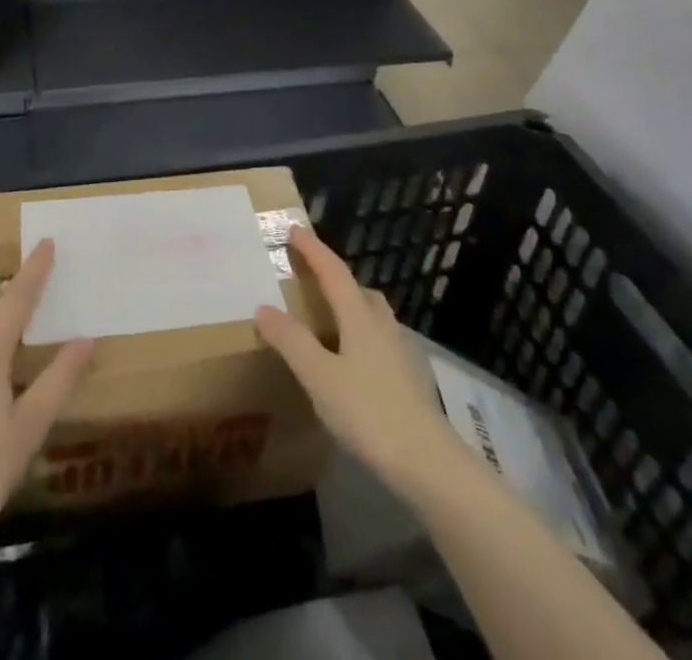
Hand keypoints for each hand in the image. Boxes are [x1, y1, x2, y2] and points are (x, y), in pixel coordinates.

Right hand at [255, 223, 471, 508]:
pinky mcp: (407, 377)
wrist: (427, 462)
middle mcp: (381, 324)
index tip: (294, 229)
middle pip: (356, 288)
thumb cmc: (369, 412)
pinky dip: (358, 332)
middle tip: (308, 273)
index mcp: (359, 316)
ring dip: (349, 302)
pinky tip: (350, 357)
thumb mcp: (320, 377)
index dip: (313, 249)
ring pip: (371, 313)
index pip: (333, 271)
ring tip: (327, 313)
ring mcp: (399, 351)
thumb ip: (292, 341)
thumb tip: (264, 308)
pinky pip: (377, 338)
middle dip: (332, 275)